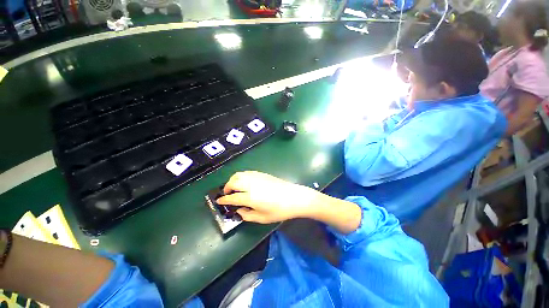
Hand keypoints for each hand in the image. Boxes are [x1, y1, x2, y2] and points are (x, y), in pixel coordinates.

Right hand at [216, 171, 321, 223]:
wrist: (295, 197)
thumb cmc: (280, 210)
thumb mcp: (263, 218)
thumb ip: (247, 215)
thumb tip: (239, 211)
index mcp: (250, 197)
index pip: (232, 197)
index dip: (224, 199)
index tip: (219, 201)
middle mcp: (251, 184)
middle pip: (233, 181)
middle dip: (227, 187)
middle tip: (227, 193)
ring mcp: (257, 177)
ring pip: (240, 174)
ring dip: (233, 179)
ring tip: (234, 187)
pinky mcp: (262, 174)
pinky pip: (247, 172)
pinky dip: (242, 176)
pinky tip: (244, 182)